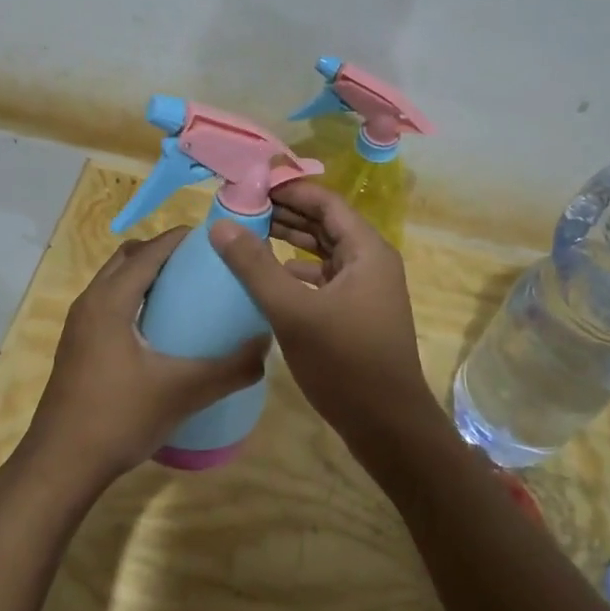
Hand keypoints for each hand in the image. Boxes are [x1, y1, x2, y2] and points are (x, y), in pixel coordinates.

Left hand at [20, 227, 268, 492]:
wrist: (61, 466)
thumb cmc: (119, 417)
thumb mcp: (183, 392)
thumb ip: (229, 368)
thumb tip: (265, 348)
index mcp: (110, 300)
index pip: (149, 251)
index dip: (181, 239)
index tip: (215, 240)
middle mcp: (90, 302)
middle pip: (128, 258)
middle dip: (162, 253)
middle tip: (201, 266)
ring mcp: (79, 326)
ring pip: (114, 282)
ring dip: (146, 277)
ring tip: (185, 294)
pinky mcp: (77, 347)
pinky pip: (109, 304)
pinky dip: (134, 300)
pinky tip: (160, 331)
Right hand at [209, 182, 439, 450]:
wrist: (388, 426)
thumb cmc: (345, 362)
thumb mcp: (294, 311)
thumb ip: (256, 267)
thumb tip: (221, 225)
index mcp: (367, 250)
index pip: (326, 202)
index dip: (290, 189)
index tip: (251, 184)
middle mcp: (371, 262)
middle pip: (325, 224)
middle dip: (286, 213)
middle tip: (242, 206)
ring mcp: (365, 289)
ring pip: (323, 252)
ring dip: (290, 242)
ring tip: (248, 234)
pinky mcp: (356, 313)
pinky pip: (323, 279)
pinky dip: (296, 272)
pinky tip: (268, 278)